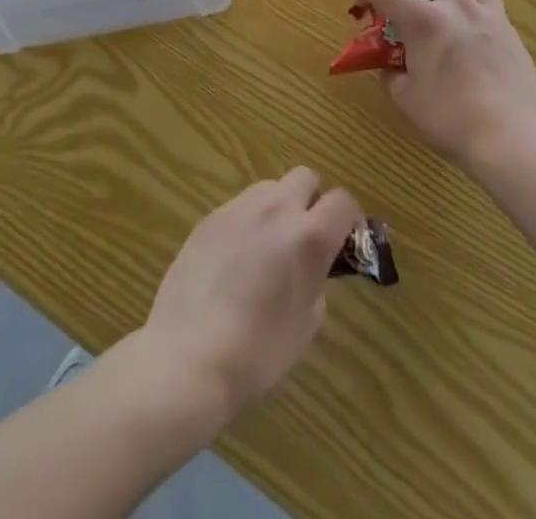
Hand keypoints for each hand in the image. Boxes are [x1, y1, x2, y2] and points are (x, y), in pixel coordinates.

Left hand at [140, 169, 361, 425]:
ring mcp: (239, 208)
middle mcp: (277, 209)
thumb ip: (316, 282)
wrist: (188, 357)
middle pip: (306, 178)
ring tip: (267, 248)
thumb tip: (310, 269)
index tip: (344, 242)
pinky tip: (234, 261)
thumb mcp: (306, 325)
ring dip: (278, 208)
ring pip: (270, 188)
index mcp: (309, 236)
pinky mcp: (210, 217)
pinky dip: (248, 223)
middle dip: (312, 201)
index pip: (342, 201)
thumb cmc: (258, 353)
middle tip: (305, 239)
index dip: (348, 219)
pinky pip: (240, 207)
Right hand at [358, 0, 535, 171]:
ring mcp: (490, 18)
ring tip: (450, 6)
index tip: (362, 5)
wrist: (512, 137)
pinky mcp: (514, 36)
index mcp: (423, 21)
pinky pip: (494, 9)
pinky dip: (478, 13)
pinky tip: (474, 40)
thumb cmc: (451, 119)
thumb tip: (389, 68)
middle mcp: (457, 8)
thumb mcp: (407, 101)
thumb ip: (393, 77)